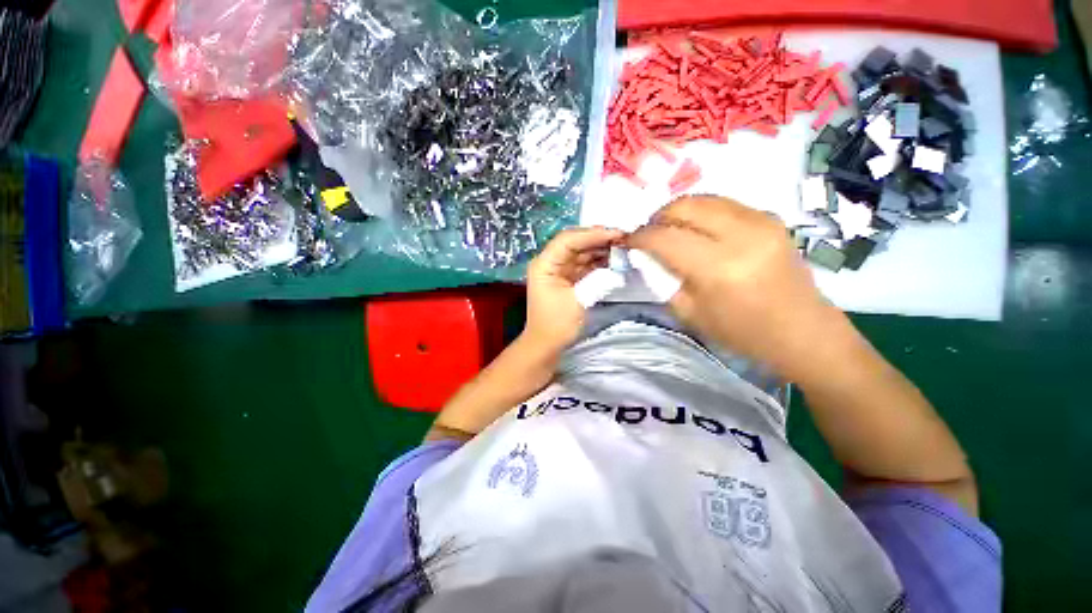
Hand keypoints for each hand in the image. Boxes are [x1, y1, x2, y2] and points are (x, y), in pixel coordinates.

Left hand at [524, 227, 623, 353]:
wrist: (546, 344)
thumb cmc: (557, 324)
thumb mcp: (578, 301)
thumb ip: (597, 280)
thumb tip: (616, 265)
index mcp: (544, 264)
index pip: (567, 240)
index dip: (592, 234)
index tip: (616, 234)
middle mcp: (550, 262)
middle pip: (575, 242)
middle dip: (598, 238)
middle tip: (624, 237)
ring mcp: (558, 270)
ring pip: (581, 252)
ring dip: (600, 248)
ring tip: (622, 246)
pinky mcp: (567, 278)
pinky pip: (584, 264)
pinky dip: (598, 261)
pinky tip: (613, 258)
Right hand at [627, 196, 848, 380]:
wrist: (801, 330)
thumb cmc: (741, 331)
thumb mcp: (689, 312)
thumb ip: (664, 279)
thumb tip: (647, 255)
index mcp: (718, 268)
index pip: (665, 237)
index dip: (640, 236)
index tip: (628, 241)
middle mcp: (741, 235)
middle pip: (684, 206)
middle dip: (658, 217)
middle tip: (649, 234)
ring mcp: (760, 221)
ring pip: (704, 199)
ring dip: (679, 212)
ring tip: (671, 230)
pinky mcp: (771, 217)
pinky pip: (724, 204)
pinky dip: (702, 212)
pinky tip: (698, 230)